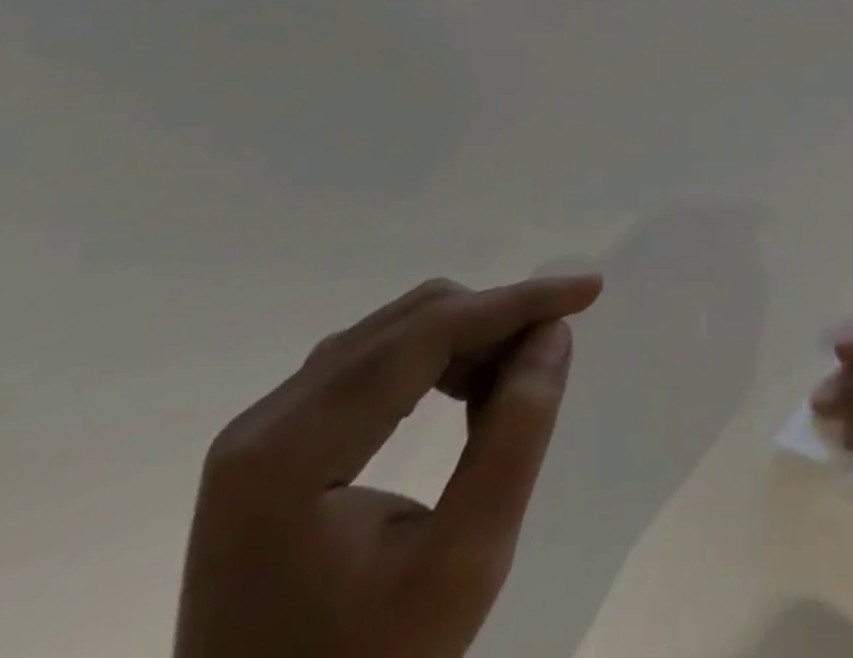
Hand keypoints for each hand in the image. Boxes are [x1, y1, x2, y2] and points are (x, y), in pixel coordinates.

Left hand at [174, 274, 602, 657]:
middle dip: (494, 321)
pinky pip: (376, 363)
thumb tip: (553, 333)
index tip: (589, 291)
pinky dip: (438, 360)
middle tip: (550, 355)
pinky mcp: (275, 447)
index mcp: (289, 452)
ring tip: (513, 385)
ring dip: (470, 339)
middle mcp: (265, 423)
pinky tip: (469, 395)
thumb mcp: (463, 562)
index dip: (515, 302)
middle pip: (409, 323)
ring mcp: (263, 433)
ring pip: (396, 334)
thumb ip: (514, 435)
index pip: (426, 333)